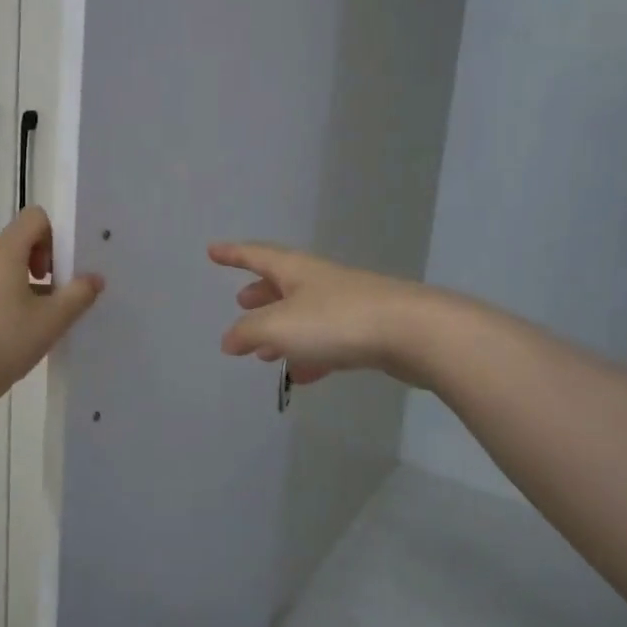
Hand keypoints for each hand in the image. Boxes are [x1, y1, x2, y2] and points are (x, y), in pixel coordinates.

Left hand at [0, 208, 103, 400]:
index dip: (53, 238)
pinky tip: (8, 333)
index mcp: (3, 251)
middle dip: (39, 264)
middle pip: (16, 243)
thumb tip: (94, 279)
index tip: (56, 273)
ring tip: (32, 322)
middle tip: (51, 300)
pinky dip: (1, 297)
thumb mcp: (52, 320)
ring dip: (21, 283)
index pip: (33, 218)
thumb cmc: (5, 342)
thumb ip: (78, 294)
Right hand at [209, 242, 428, 385]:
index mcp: (296, 270)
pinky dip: (309, 355)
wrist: (413, 333)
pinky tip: (301, 376)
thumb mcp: (280, 325)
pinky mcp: (367, 332)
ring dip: (281, 330)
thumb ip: (248, 332)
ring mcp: (346, 306)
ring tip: (263, 352)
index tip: (213, 251)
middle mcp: (319, 281)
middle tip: (241, 302)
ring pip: (304, 315)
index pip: (256, 255)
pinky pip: (327, 342)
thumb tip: (228, 339)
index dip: (233, 253)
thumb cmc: (337, 320)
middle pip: (283, 283)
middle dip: (260, 293)